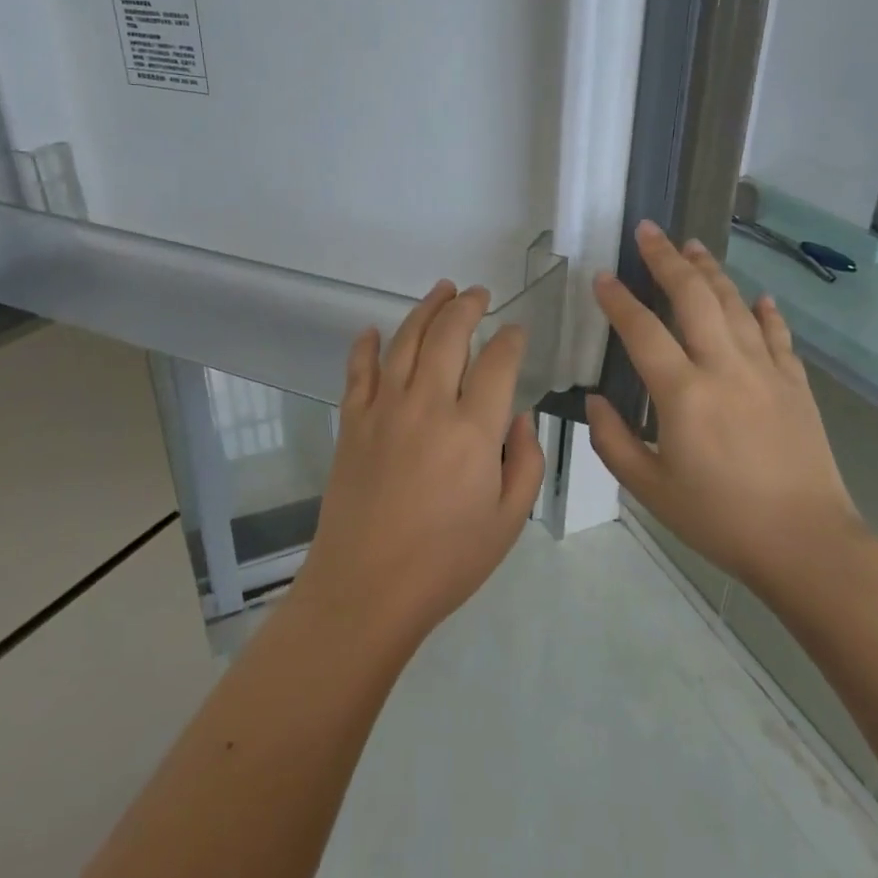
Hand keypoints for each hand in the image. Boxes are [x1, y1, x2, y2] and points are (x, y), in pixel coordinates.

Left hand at [295, 281, 544, 648]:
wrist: (366, 587)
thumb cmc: (446, 561)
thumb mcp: (508, 520)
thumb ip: (525, 461)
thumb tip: (517, 416)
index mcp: (473, 430)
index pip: (497, 363)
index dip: (511, 340)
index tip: (517, 332)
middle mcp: (427, 405)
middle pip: (448, 336)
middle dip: (468, 307)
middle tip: (479, 294)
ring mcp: (383, 409)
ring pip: (405, 341)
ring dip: (425, 310)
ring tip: (441, 290)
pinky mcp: (351, 423)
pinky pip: (358, 371)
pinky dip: (366, 346)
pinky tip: (373, 331)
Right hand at [584, 222, 861, 583]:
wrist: (806, 542)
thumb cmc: (719, 518)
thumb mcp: (650, 488)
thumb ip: (614, 440)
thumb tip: (595, 400)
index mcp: (684, 394)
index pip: (642, 331)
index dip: (618, 300)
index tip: (602, 277)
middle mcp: (725, 368)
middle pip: (693, 297)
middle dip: (667, 259)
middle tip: (649, 231)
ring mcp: (766, 371)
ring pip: (736, 304)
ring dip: (711, 270)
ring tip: (693, 245)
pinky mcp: (796, 384)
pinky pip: (777, 335)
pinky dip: (764, 311)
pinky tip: (757, 296)